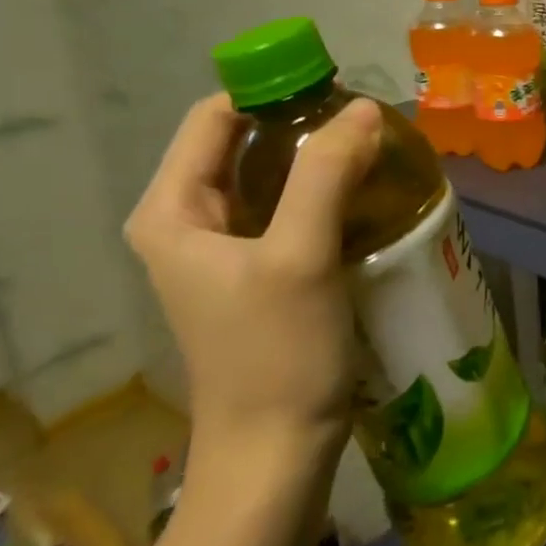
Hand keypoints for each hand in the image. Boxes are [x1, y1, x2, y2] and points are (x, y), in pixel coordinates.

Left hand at [124, 93, 381, 463]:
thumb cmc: (277, 354)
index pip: (216, 117)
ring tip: (373, 155)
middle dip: (303, 126)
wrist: (277, 452)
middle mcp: (187, 223)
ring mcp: (223, 251)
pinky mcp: (257, 274)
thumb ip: (327, 173)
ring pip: (270, 178)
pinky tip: (364, 198)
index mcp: (172, 211)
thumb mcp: (300, 255)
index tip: (338, 94)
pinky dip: (323, 194)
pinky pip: (287, 211)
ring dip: (319, 160)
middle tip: (366, 126)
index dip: (272, 93)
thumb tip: (362, 107)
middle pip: (244, 144)